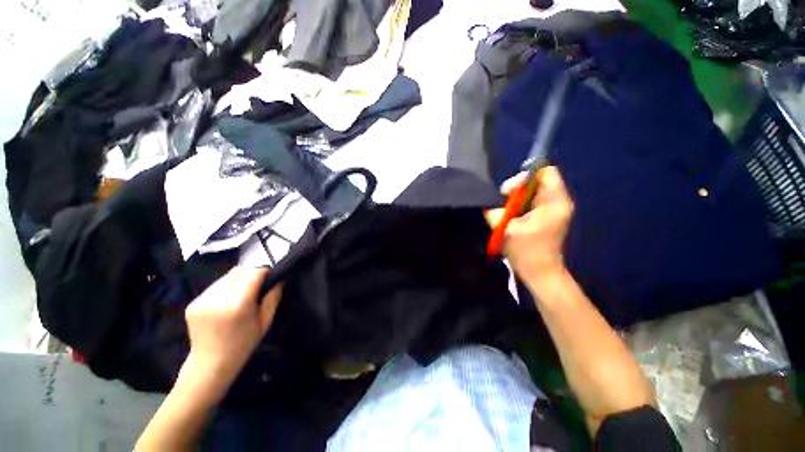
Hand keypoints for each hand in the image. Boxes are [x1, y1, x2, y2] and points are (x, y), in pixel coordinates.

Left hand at [182, 267, 282, 397]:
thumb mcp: (265, 321)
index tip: (271, 279)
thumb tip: (279, 279)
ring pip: (227, 277)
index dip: (265, 272)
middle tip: (258, 286)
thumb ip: (273, 297)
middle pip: (239, 271)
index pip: (254, 273)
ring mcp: (202, 300)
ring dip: (238, 280)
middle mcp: (217, 298)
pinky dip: (226, 288)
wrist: (210, 364)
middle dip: (252, 274)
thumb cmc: (243, 344)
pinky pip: (215, 286)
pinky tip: (227, 302)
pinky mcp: (193, 303)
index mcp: (238, 304)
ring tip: (242, 294)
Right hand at [485, 166, 573, 280]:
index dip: (525, 176)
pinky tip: (511, 215)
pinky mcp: (547, 217)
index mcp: (554, 202)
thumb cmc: (526, 251)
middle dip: (518, 188)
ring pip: (533, 191)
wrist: (540, 273)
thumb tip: (490, 202)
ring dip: (517, 198)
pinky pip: (532, 201)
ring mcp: (554, 209)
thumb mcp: (506, 229)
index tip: (509, 191)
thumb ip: (495, 210)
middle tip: (504, 200)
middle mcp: (558, 202)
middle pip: (538, 181)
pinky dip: (520, 204)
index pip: (544, 172)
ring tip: (506, 210)